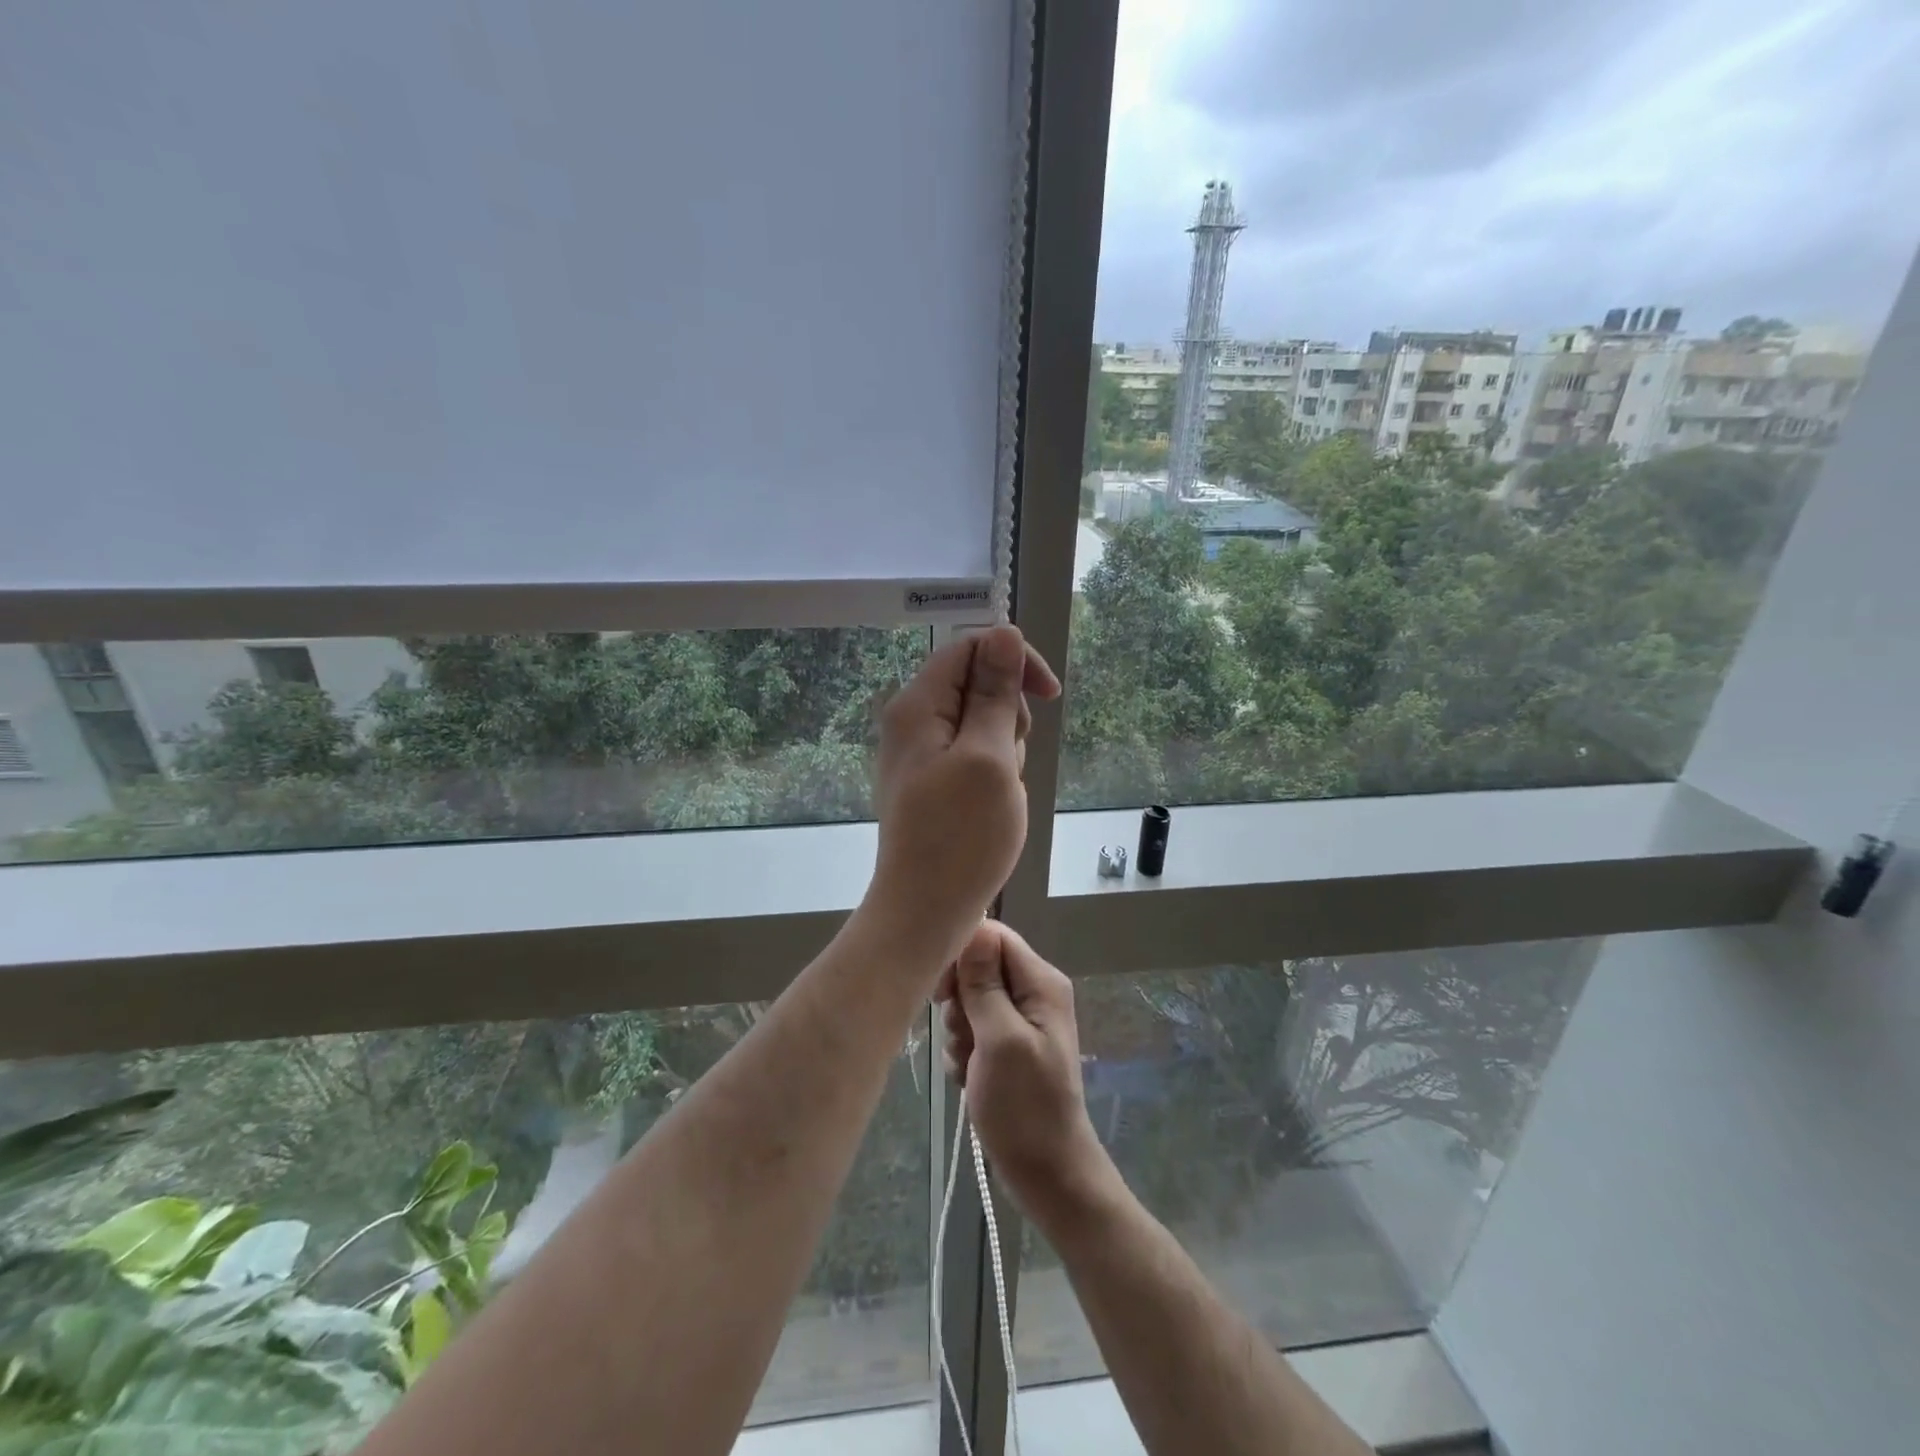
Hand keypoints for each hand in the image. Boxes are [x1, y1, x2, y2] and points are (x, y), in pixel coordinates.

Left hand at [867, 626, 1059, 962]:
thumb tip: (1003, 631)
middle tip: (1006, 762)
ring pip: (983, 724)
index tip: (1049, 695)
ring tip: (998, 792)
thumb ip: (995, 692)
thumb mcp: (989, 756)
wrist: (926, 911)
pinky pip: (975, 757)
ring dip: (1004, 750)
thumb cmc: (961, 836)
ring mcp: (921, 754)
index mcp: (917, 705)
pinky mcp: (933, 781)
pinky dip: (994, 774)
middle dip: (1008, 716)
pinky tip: (993, 805)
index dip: (1014, 660)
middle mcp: (913, 721)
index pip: (970, 648)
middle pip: (977, 685)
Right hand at [936, 922, 1111, 1224]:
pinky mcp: (1007, 1047)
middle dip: (959, 999)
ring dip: (959, 1029)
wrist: (1047, 1174)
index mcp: (1041, 982)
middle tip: (962, 1033)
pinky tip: (968, 1077)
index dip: (963, 955)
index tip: (944, 991)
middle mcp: (1033, 993)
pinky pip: (973, 1029)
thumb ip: (985, 984)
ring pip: (971, 1000)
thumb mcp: (1001, 1040)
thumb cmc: (1025, 1107)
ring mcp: (1020, 1021)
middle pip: (979, 966)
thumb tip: (974, 928)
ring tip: (969, 1062)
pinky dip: (964, 1050)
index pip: (993, 936)